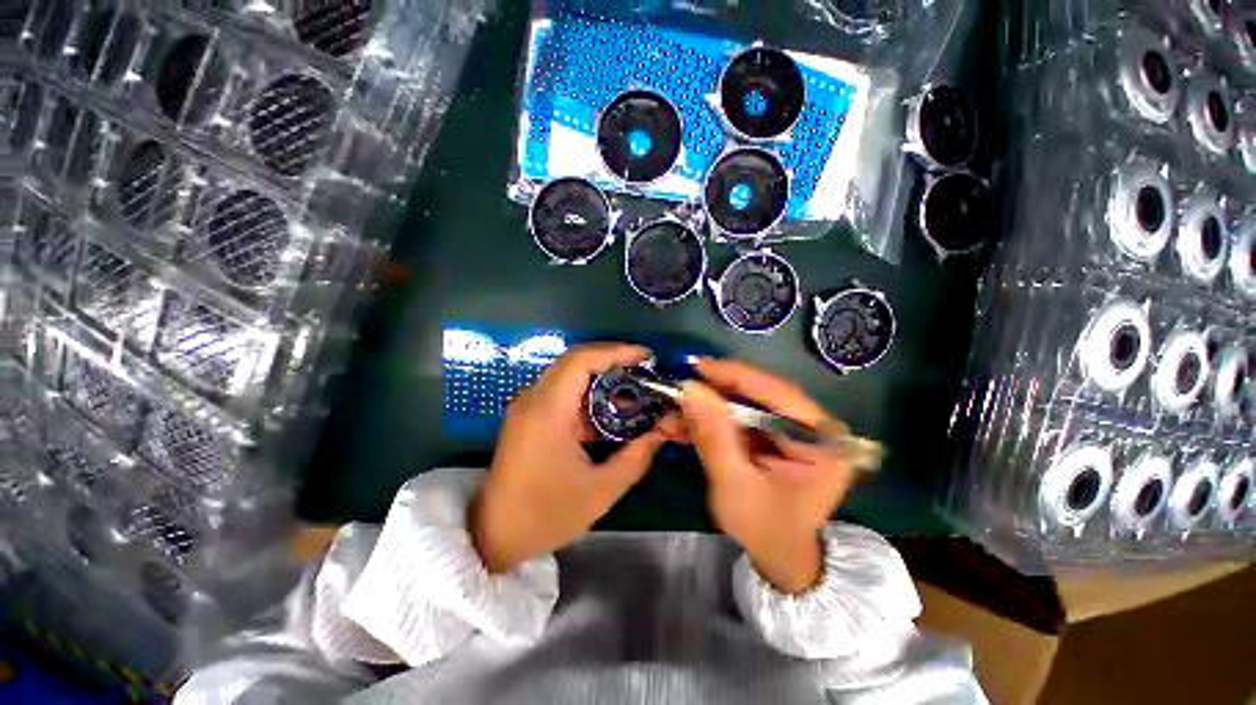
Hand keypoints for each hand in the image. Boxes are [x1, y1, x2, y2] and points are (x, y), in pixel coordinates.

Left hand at [471, 344, 674, 572]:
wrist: (493, 536)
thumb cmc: (545, 515)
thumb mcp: (600, 491)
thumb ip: (636, 457)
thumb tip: (662, 431)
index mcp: (547, 411)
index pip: (580, 361)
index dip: (615, 352)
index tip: (645, 357)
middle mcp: (534, 399)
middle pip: (575, 362)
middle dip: (612, 361)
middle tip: (644, 371)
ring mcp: (529, 406)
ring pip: (569, 375)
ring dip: (602, 377)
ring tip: (634, 390)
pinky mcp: (530, 417)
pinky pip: (563, 393)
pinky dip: (590, 394)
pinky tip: (611, 411)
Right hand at [681, 360, 860, 593]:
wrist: (780, 555)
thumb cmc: (765, 530)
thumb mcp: (735, 486)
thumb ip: (714, 436)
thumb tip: (690, 389)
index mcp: (823, 440)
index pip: (777, 393)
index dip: (734, 376)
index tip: (695, 367)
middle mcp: (813, 426)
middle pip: (759, 394)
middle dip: (714, 393)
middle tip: (679, 392)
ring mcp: (793, 428)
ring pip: (745, 403)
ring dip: (708, 406)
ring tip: (675, 413)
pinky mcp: (774, 433)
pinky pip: (740, 416)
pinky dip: (712, 419)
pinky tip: (686, 424)